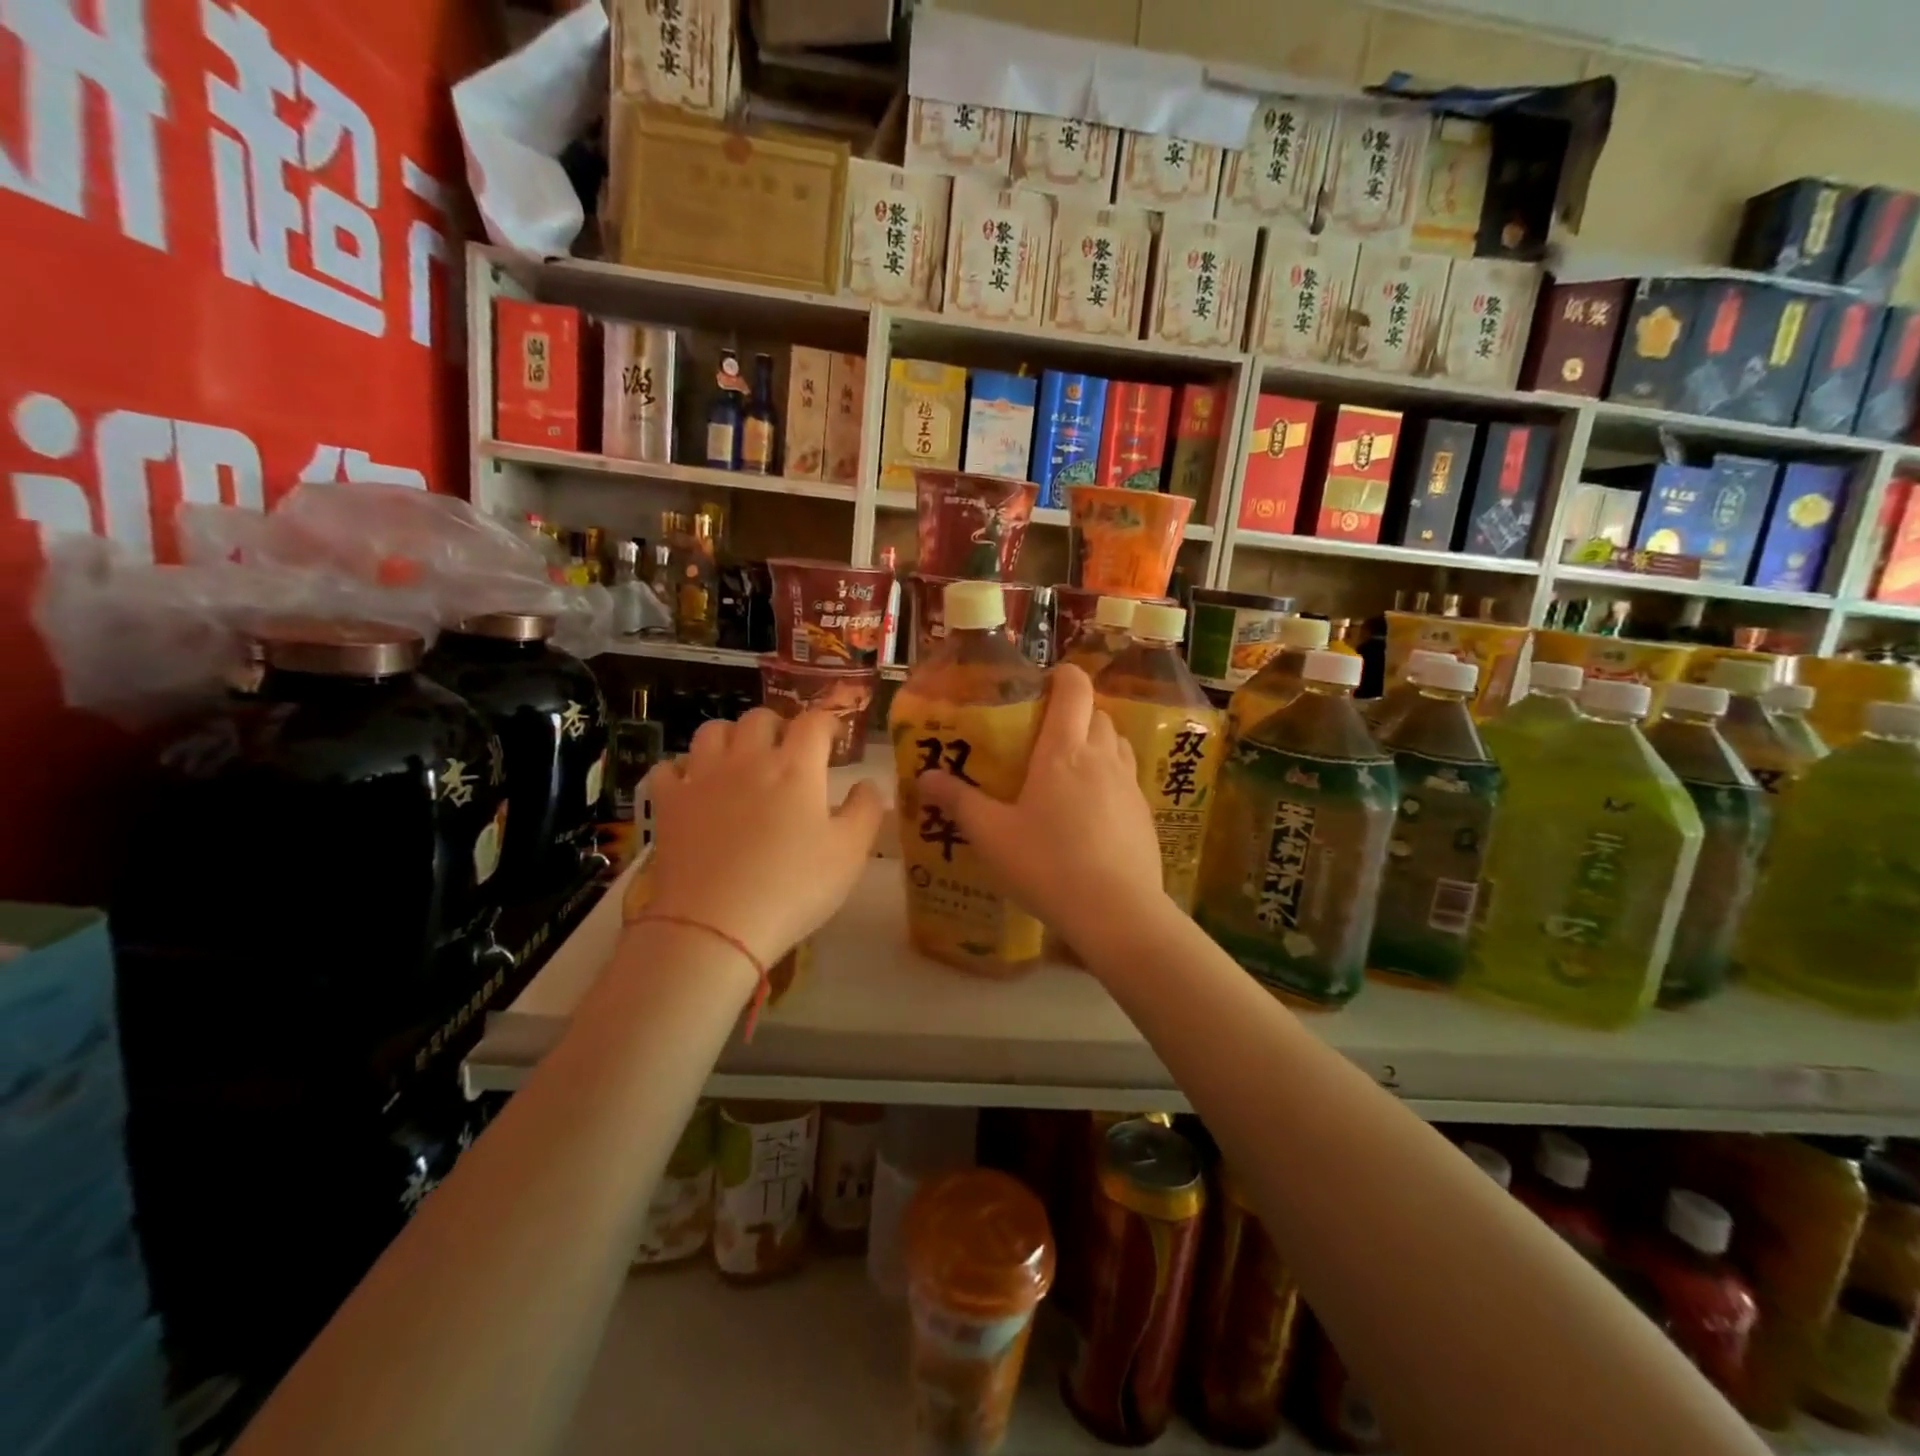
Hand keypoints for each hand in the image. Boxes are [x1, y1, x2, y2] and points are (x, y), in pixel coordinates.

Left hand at [643, 708, 884, 970]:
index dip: (828, 723)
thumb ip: (865, 811)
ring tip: (740, 759)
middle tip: (787, 750)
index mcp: (796, 767)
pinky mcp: (668, 803)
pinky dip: (683, 770)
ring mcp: (702, 778)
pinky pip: (668, 768)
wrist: (715, 925)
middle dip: (778, 726)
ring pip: (713, 731)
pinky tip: (693, 786)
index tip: (834, 738)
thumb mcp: (849, 854)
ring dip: (731, 737)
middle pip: (760, 718)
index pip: (814, 722)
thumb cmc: (793, 887)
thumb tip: (867, 784)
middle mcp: (748, 759)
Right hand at [917, 664, 1164, 955]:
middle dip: (1075, 715)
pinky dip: (1110, 781)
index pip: (1075, 688)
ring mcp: (1130, 786)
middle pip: (1097, 714)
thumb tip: (925, 776)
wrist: (1117, 913)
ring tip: (1069, 772)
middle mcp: (1102, 757)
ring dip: (1096, 744)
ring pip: (1117, 745)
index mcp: (1064, 750)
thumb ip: (959, 802)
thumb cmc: (1047, 864)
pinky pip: (1127, 780)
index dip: (1062, 676)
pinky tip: (1091, 815)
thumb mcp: (991, 835)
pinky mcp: (1145, 815)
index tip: (1043, 686)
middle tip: (1045, 739)